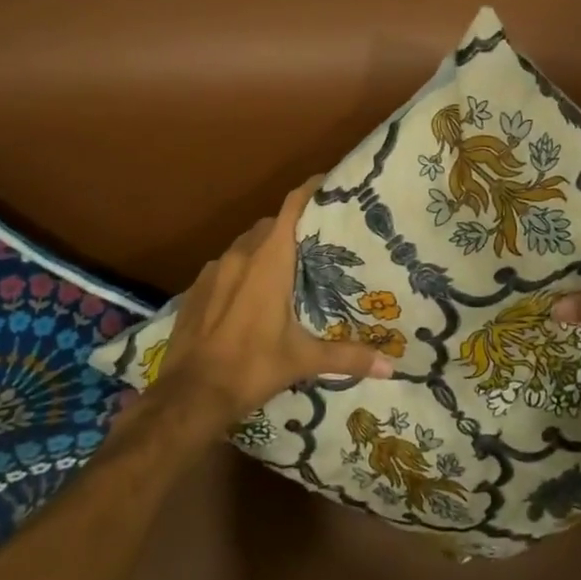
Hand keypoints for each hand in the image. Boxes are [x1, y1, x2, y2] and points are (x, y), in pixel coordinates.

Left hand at [156, 177, 393, 427]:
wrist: (190, 395)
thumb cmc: (252, 367)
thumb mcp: (303, 361)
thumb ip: (347, 357)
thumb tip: (390, 367)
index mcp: (269, 261)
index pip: (291, 208)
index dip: (310, 190)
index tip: (330, 184)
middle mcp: (241, 255)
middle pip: (270, 224)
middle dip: (292, 226)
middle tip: (317, 239)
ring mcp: (213, 270)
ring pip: (245, 244)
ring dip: (265, 247)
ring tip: (287, 266)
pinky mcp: (195, 288)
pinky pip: (225, 265)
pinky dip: (242, 268)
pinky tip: (250, 293)